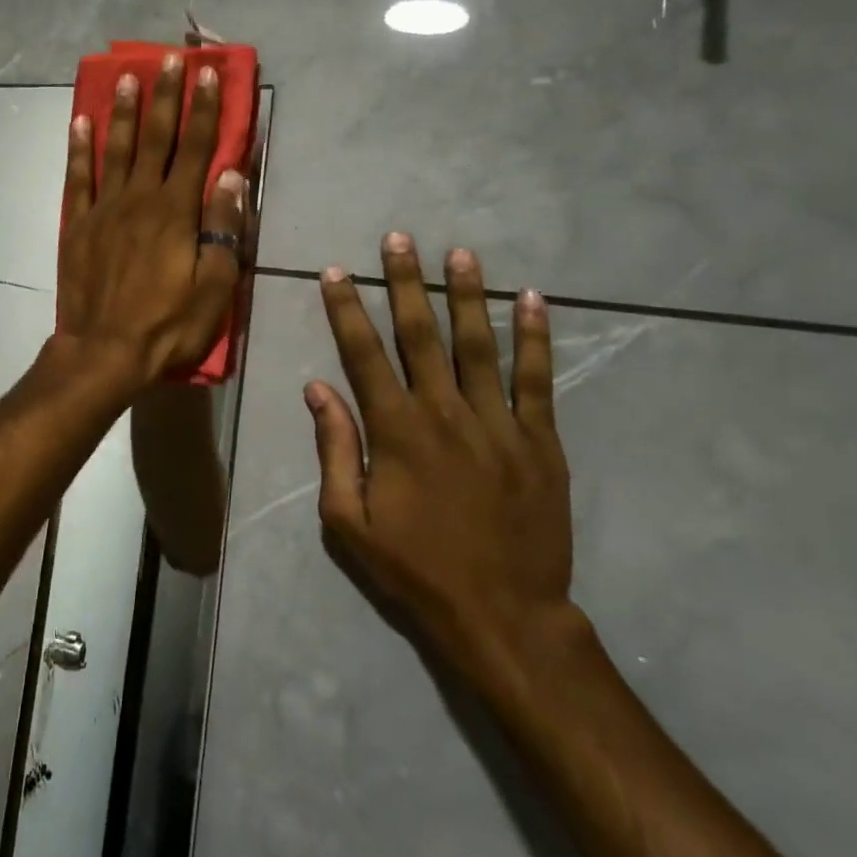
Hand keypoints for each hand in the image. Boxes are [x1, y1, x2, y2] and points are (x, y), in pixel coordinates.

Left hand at [57, 54, 245, 391]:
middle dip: (164, 95)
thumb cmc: (168, 325)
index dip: (204, 109)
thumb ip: (223, 230)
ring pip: (115, 148)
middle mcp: (140, 198)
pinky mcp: (78, 225)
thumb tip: (231, 177)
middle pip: (156, 137)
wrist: (104, 351)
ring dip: (122, 110)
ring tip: (124, 76)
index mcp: (176, 211)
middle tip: (167, 57)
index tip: (208, 73)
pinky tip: (80, 122)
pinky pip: (78, 177)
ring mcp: (104, 208)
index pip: (196, 148)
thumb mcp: (213, 287)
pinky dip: (79, 148)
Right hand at [306, 235, 578, 683]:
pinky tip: (533, 301)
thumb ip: (334, 449)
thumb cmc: (415, 569)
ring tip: (460, 254)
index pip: (364, 354)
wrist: (504, 616)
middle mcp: (445, 413)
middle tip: (399, 239)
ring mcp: (498, 424)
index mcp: (396, 431)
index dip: (347, 310)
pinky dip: (536, 338)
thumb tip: (317, 389)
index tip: (337, 272)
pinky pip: (537, 380)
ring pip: (479, 345)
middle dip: (406, 283)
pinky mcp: (539, 442)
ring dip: (467, 296)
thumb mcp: (348, 522)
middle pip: (421, 335)